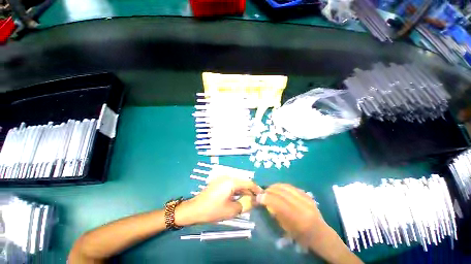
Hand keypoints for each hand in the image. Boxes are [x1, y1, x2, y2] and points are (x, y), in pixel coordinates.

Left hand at [175, 176, 261, 225]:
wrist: (194, 210)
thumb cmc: (213, 210)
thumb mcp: (231, 210)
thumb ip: (245, 204)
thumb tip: (255, 201)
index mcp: (231, 181)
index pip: (248, 182)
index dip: (256, 189)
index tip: (262, 195)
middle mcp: (227, 177)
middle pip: (243, 182)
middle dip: (250, 191)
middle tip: (256, 201)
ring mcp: (222, 179)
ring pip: (237, 184)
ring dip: (243, 191)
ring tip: (248, 201)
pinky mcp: (219, 183)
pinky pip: (231, 185)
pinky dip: (236, 191)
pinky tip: (239, 198)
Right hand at [257, 183, 326, 245]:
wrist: (321, 233)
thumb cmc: (302, 236)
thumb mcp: (287, 229)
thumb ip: (276, 214)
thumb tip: (265, 201)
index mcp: (299, 219)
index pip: (279, 203)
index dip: (267, 198)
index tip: (258, 197)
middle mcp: (303, 206)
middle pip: (282, 192)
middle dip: (269, 190)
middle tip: (263, 192)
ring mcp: (307, 198)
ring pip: (286, 187)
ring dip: (275, 186)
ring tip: (269, 189)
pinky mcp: (307, 194)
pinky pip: (291, 186)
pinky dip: (282, 186)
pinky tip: (278, 188)